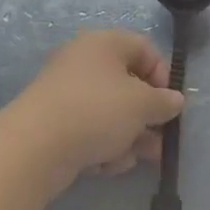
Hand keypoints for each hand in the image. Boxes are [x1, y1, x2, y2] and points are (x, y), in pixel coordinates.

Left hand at [7, 31, 183, 189]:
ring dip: (127, 136)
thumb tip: (174, 101)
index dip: (162, 76)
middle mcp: (83, 61)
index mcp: (104, 44)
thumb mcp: (142, 104)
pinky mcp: (53, 122)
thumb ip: (164, 102)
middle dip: (146, 117)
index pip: (144, 49)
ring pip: (109, 112)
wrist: (35, 146)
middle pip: (127, 85)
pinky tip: (105, 165)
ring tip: (135, 159)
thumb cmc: (97, 111)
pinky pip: (88, 129)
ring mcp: (66, 92)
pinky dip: (101, 145)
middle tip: (159, 141)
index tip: (169, 104)